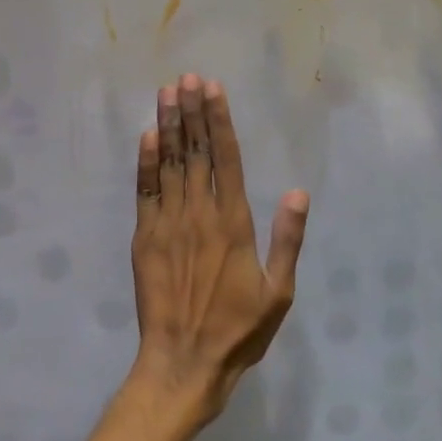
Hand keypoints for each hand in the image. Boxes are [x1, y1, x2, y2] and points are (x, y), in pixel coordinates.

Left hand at [128, 74, 310, 423]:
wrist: (184, 363)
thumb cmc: (238, 331)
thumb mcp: (278, 292)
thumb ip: (287, 240)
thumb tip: (297, 193)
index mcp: (233, 223)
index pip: (227, 159)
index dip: (219, 121)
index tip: (213, 89)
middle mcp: (199, 214)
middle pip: (196, 152)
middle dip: (191, 111)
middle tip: (187, 77)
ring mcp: (168, 224)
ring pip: (170, 164)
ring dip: (169, 126)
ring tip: (167, 92)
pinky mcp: (144, 238)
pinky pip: (145, 192)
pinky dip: (145, 162)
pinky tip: (147, 136)